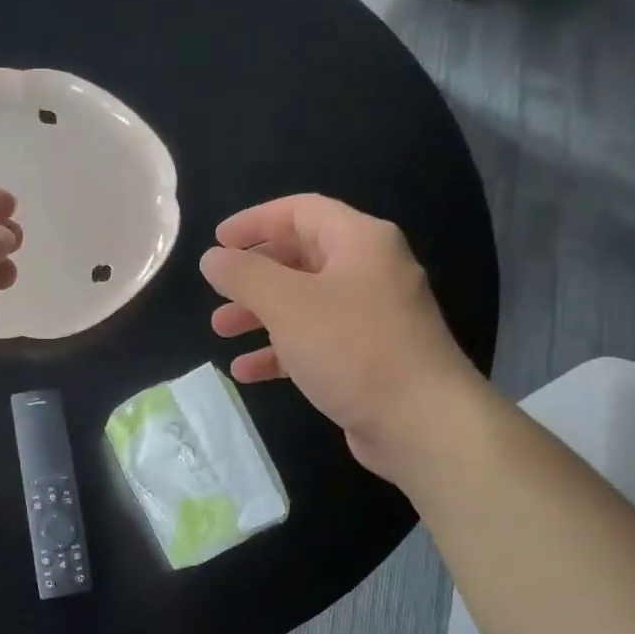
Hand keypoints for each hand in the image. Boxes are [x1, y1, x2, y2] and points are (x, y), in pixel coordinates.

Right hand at [199, 194, 482, 484]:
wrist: (422, 422)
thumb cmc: (353, 348)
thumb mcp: (287, 304)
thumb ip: (244, 275)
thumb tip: (212, 258)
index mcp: (360, 242)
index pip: (301, 211)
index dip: (255, 221)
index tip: (217, 241)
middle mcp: (370, 271)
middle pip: (301, 257)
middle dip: (254, 274)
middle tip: (217, 289)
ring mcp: (372, 317)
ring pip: (304, 303)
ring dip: (260, 313)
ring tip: (221, 330)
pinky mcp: (368, 358)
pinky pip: (316, 342)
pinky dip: (280, 350)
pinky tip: (246, 371)